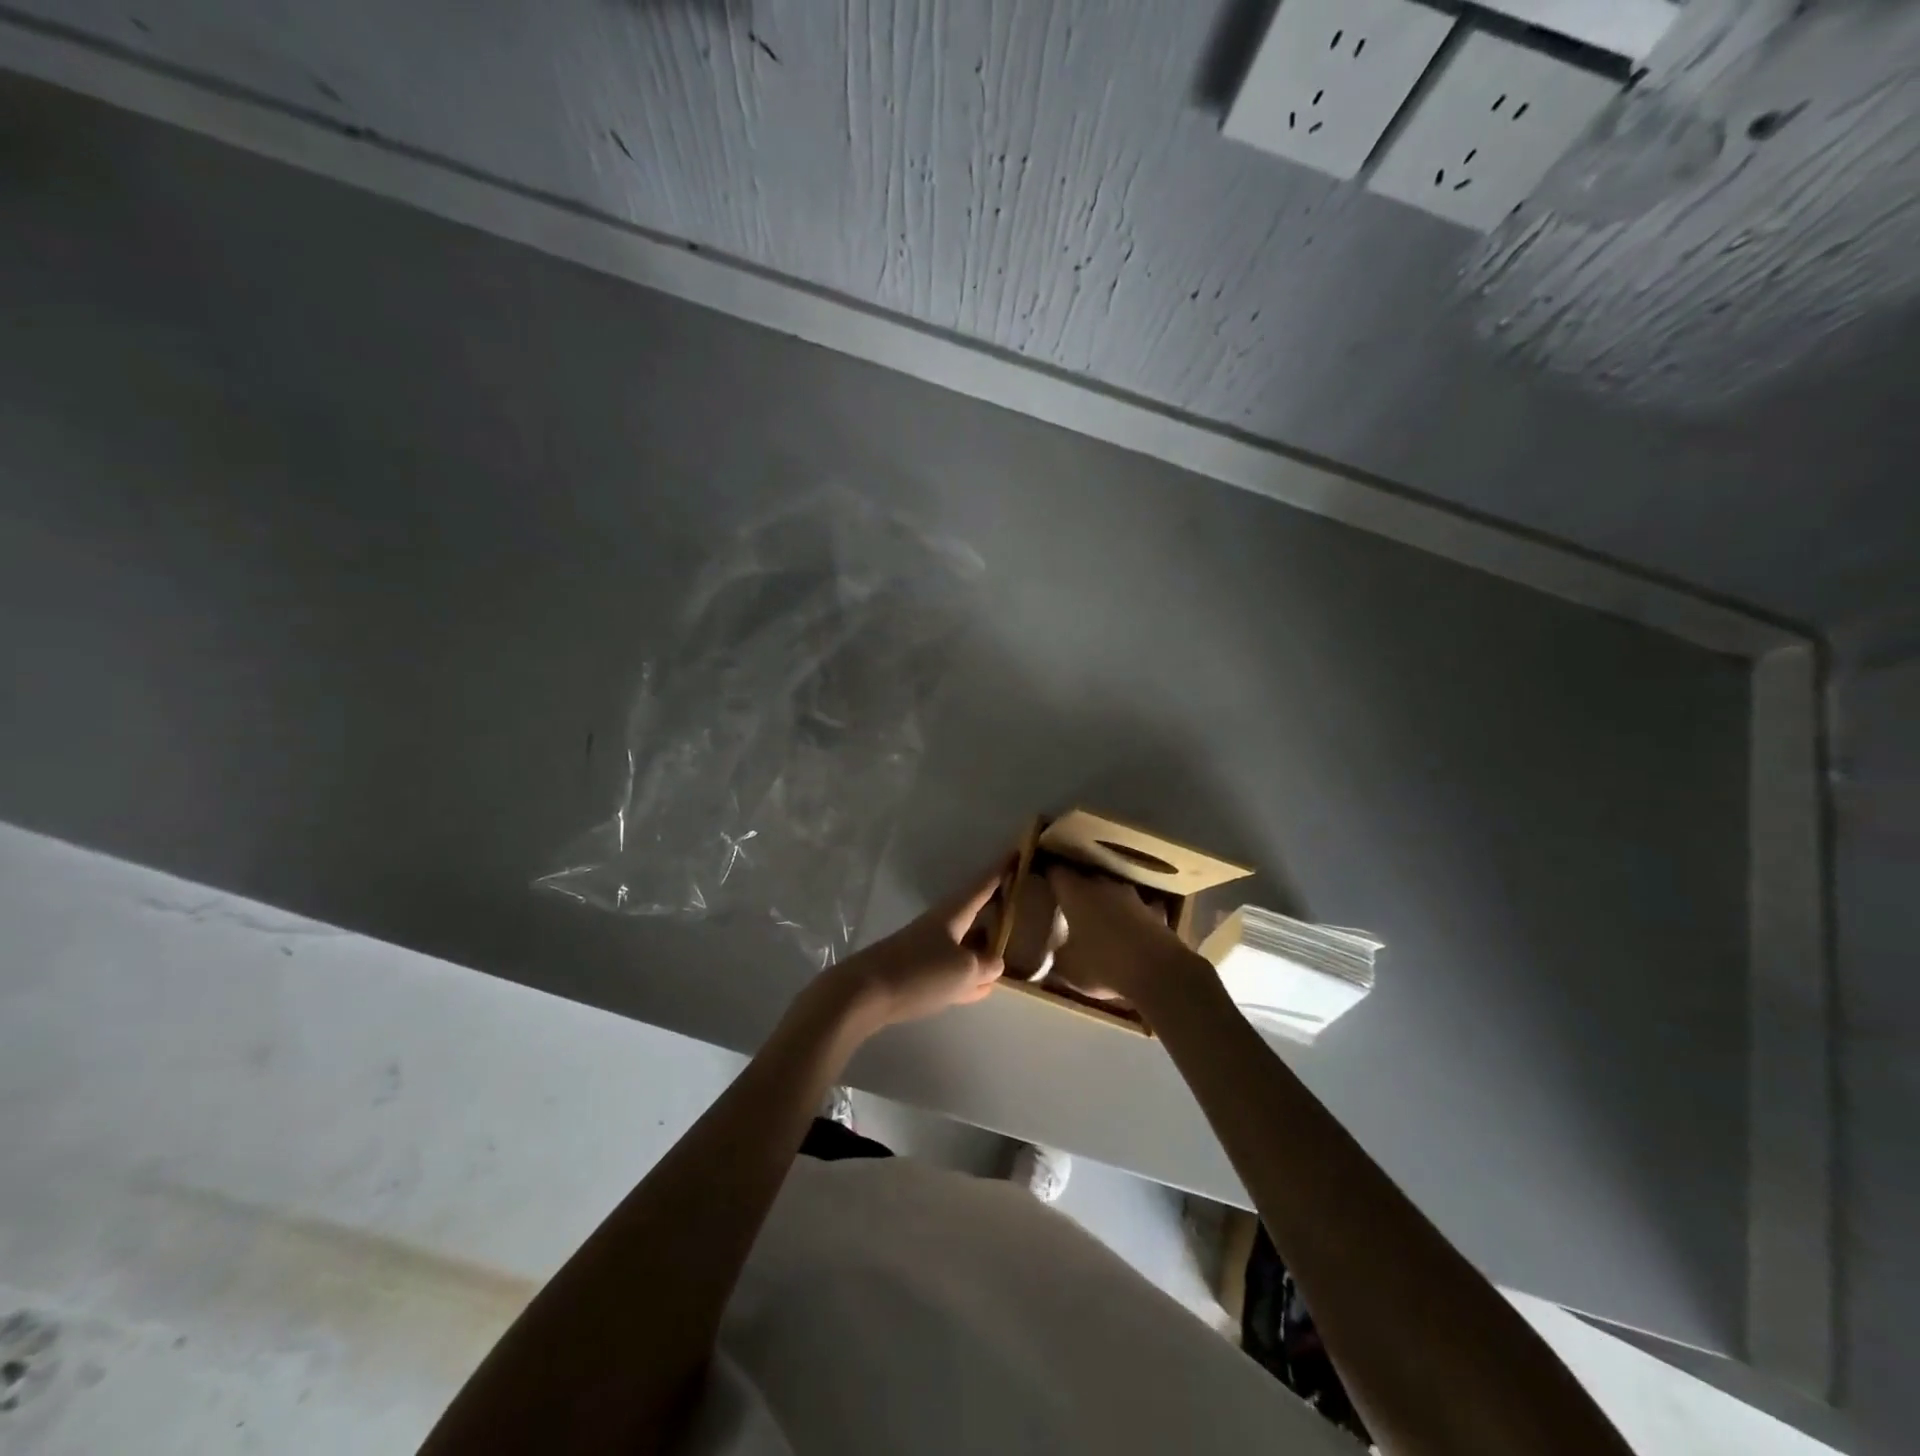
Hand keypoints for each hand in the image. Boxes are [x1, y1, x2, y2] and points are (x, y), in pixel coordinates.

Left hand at [823, 867, 1006, 1030]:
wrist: (864, 994)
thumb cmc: (919, 972)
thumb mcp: (964, 970)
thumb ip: (986, 965)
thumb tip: (994, 963)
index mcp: (953, 915)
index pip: (982, 886)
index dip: (1001, 871)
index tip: (1017, 853)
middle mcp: (940, 927)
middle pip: (973, 914)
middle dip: (995, 910)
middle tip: (1021, 905)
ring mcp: (926, 950)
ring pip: (964, 944)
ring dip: (983, 947)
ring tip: (1007, 951)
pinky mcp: (916, 975)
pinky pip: (952, 970)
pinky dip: (969, 975)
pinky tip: (981, 988)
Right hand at [1046, 866, 1196, 1005]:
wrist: (1157, 971)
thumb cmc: (1102, 964)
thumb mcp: (1067, 968)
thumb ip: (1057, 954)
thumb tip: (1053, 951)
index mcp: (1075, 893)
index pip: (1056, 872)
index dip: (1048, 876)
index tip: (1042, 882)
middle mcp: (1102, 886)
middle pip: (1085, 879)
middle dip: (1077, 889)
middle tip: (1068, 904)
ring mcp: (1132, 896)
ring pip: (1112, 892)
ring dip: (1106, 901)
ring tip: (1099, 918)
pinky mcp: (1155, 911)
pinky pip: (1138, 910)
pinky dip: (1132, 917)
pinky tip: (1131, 930)